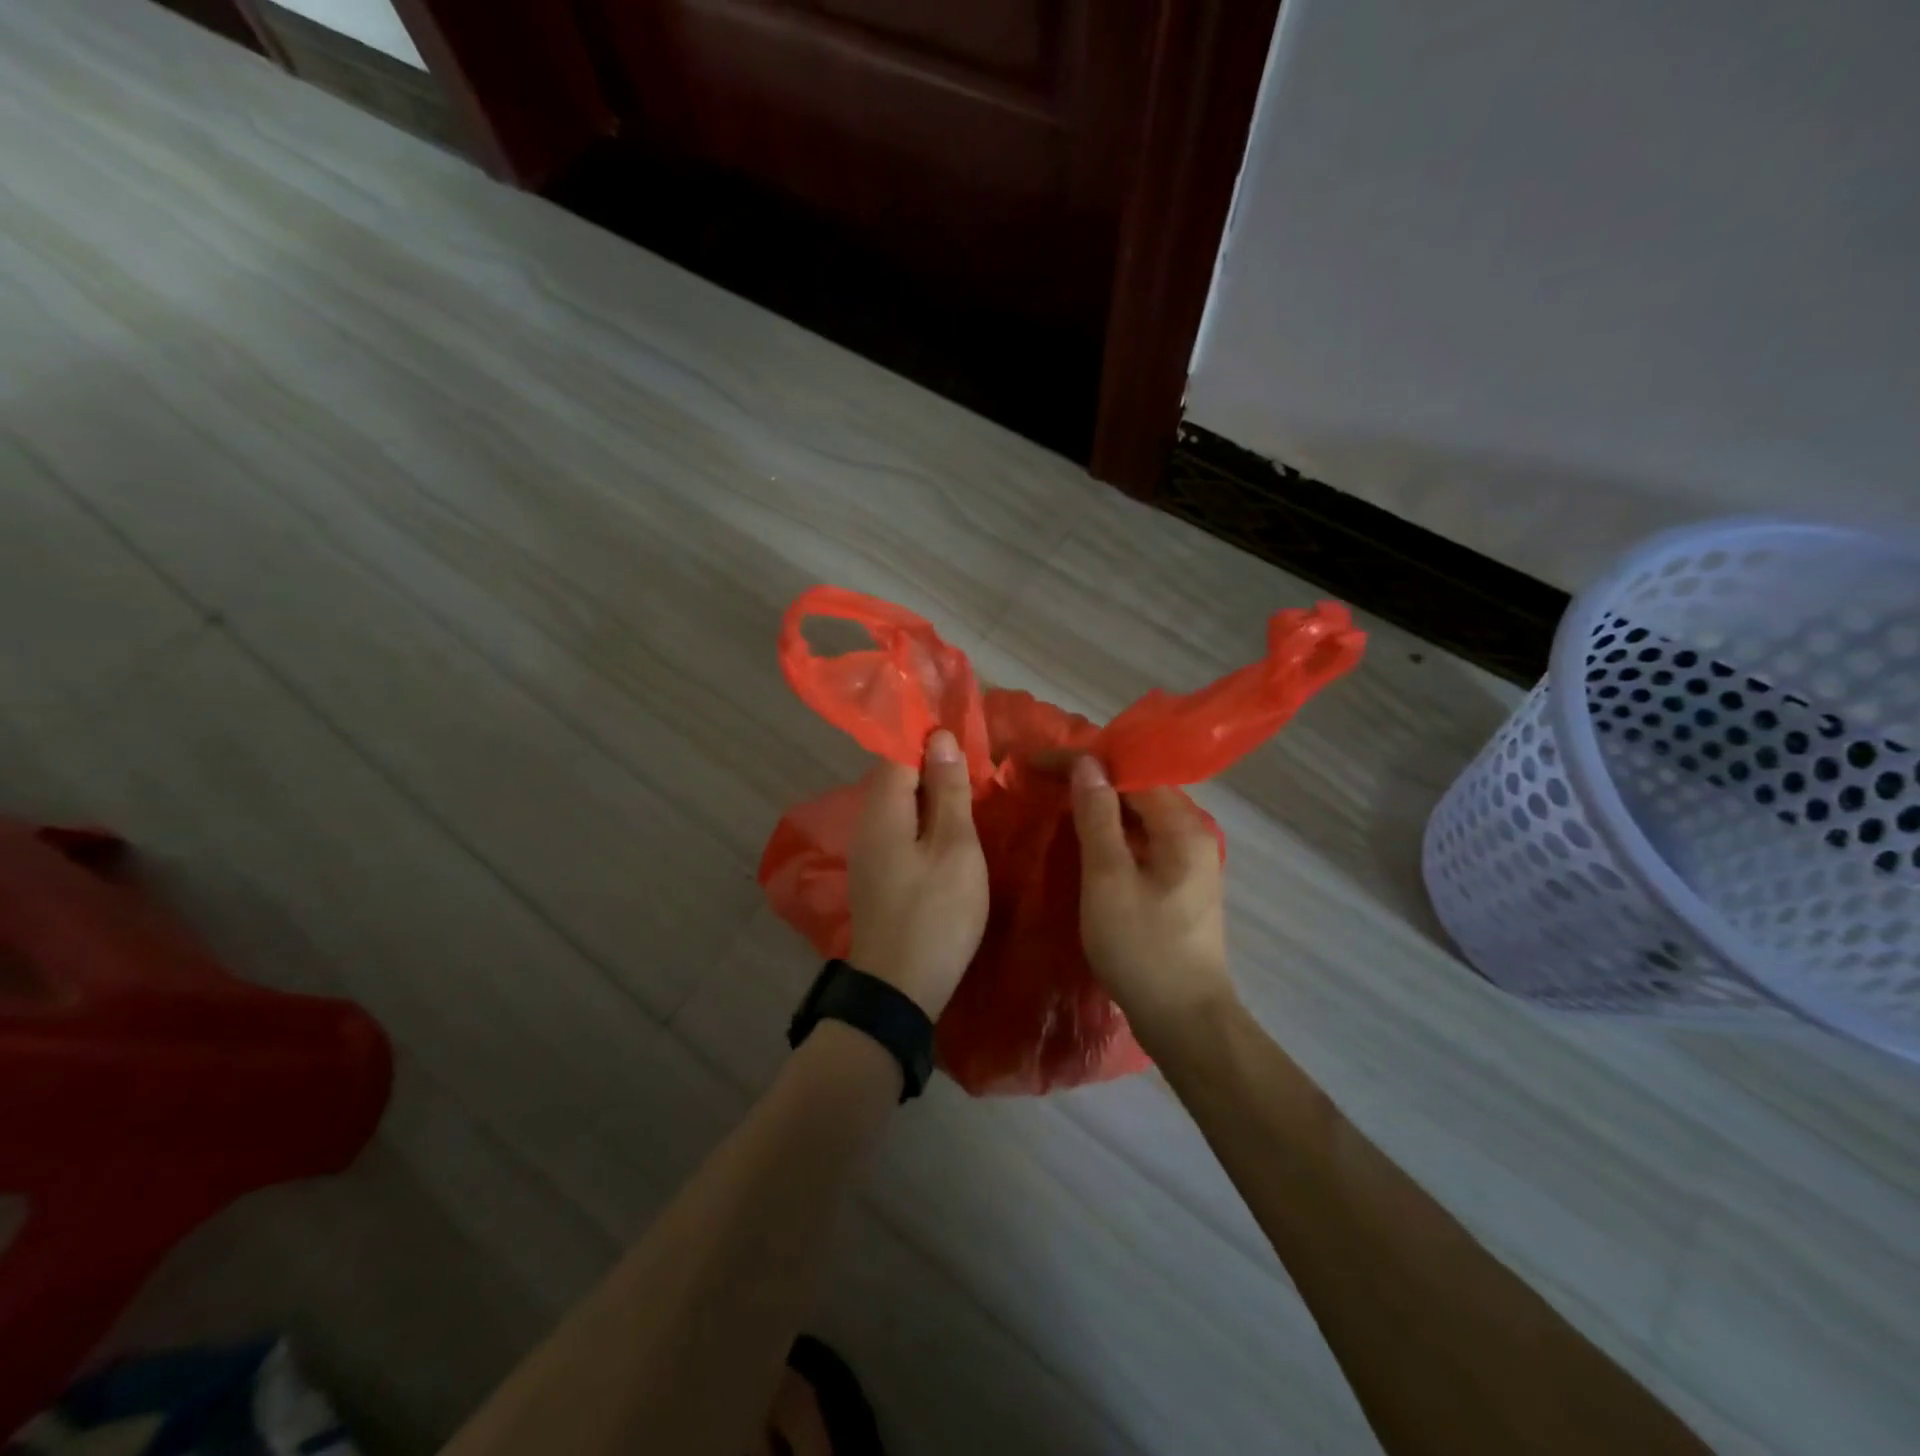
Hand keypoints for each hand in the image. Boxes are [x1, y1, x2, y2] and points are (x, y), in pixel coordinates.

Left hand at [847, 729, 989, 1017]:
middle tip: (980, 769)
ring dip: (932, 797)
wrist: (898, 989)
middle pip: (898, 778)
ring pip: (900, 806)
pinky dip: (925, 824)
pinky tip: (951, 835)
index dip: (931, 740)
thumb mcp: (955, 848)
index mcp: (882, 809)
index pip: (899, 751)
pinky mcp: (876, 875)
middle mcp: (867, 823)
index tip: (969, 738)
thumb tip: (940, 738)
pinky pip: (900, 831)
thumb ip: (949, 791)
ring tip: (972, 797)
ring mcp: (868, 852)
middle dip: (935, 767)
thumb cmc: (935, 914)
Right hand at [1069, 755, 1236, 1042]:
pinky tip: (1085, 838)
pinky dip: (1112, 833)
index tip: (1039, 763)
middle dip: (1091, 780)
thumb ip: (1097, 817)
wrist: (1184, 1021)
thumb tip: (1087, 764)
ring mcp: (1189, 862)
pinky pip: (1142, 841)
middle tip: (1042, 778)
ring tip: (1056, 799)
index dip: (1085, 762)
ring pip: (1139, 816)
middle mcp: (1194, 835)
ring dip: (1100, 806)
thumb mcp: (1108, 878)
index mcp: (1183, 827)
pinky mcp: (1179, 885)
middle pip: (1139, 790)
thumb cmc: (1142, 948)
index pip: (1132, 772)